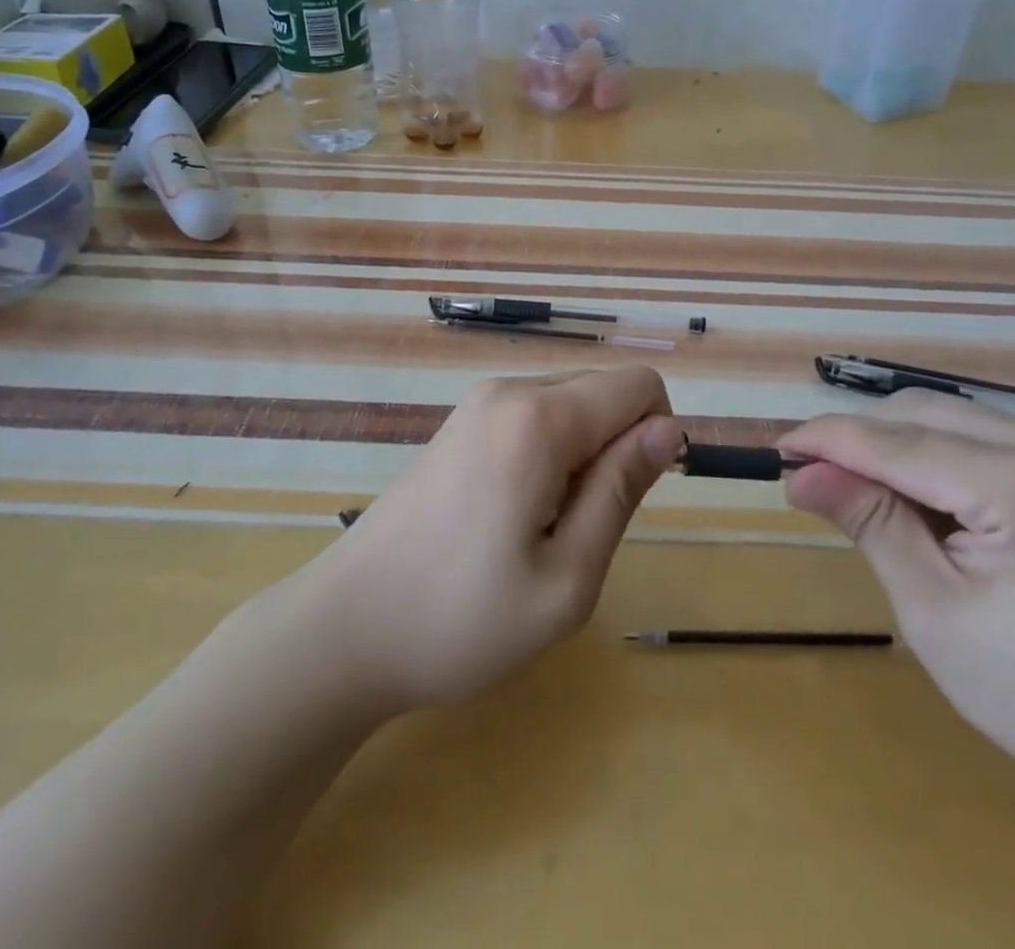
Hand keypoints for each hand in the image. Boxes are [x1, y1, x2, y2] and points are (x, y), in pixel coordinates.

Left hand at [302, 367, 680, 713]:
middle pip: (605, 390)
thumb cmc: (461, 619)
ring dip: (582, 456)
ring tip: (540, 527)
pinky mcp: (461, 422)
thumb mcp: (566, 577)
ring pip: (572, 404)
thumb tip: (669, 428)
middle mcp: (509, 390)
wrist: (345, 629)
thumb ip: (622, 491)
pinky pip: (536, 416)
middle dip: (616, 448)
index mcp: (539, 418)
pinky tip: (512, 515)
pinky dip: (550, 455)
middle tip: (576, 528)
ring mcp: (479, 402)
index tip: (626, 501)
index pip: (639, 385)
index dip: (655, 438)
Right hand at [779, 393, 1014, 821]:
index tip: (778, 448)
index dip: (831, 440)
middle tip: (812, 476)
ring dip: (897, 446)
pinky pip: (987, 434)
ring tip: (865, 493)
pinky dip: (939, 454)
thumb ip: (868, 522)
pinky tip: (924, 497)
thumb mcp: (933, 611)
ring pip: (954, 417)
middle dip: (862, 440)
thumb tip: (799, 471)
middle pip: (928, 414)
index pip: (903, 444)